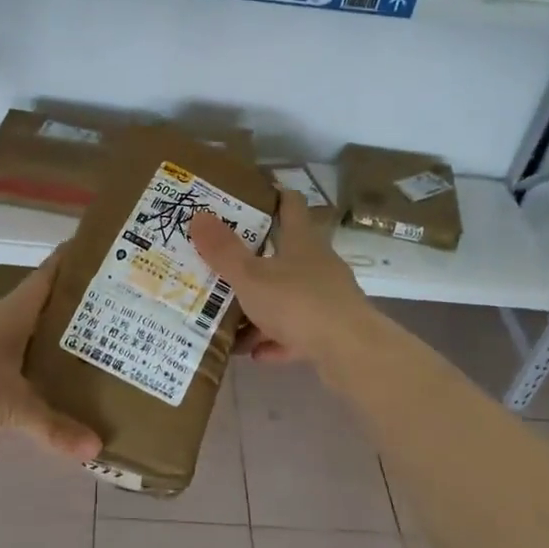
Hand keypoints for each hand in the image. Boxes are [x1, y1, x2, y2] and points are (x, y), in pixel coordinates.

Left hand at [0, 254, 100, 459]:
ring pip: (2, 362)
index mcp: (13, 315)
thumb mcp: (12, 405)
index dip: (70, 262)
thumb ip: (53, 426)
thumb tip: (97, 448)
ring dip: (21, 378)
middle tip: (95, 333)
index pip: (48, 277)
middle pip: (31, 321)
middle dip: (58, 330)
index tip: (95, 251)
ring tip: (51, 392)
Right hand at [190, 189, 372, 366]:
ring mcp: (327, 299)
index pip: (290, 205)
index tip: (248, 195)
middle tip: (221, 261)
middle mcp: (318, 264)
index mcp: (302, 241)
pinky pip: (295, 332)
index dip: (273, 196)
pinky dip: (274, 340)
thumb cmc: (298, 302)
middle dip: (254, 259)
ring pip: (287, 297)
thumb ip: (224, 251)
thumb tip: (198, 215)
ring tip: (228, 317)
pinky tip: (254, 352)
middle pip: (285, 253)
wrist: (350, 352)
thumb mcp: (251, 276)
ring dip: (260, 307)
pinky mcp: (330, 332)